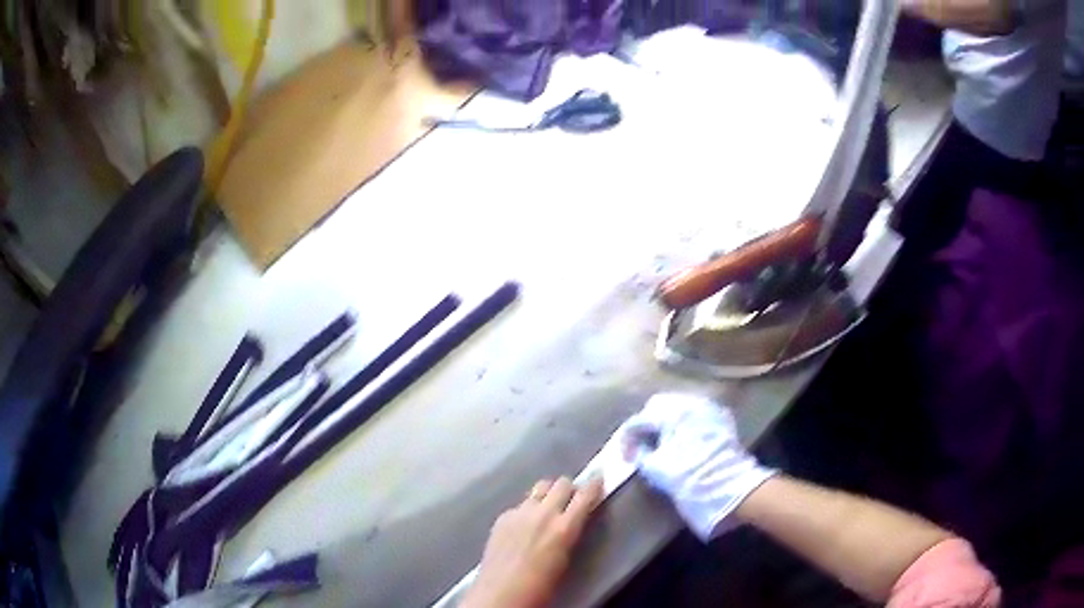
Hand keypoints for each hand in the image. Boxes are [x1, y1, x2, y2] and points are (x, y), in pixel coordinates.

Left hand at [462, 477, 603, 607]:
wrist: (500, 595)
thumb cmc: (540, 587)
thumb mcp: (565, 559)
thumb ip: (569, 534)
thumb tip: (572, 520)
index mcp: (564, 528)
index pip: (585, 495)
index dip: (594, 485)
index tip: (599, 479)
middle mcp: (542, 514)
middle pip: (561, 483)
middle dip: (569, 488)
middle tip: (572, 499)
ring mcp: (519, 513)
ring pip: (539, 487)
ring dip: (548, 493)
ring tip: (549, 506)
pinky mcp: (502, 517)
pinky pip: (521, 504)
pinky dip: (528, 508)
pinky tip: (525, 524)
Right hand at [620, 393, 776, 540]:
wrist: (731, 489)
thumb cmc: (689, 479)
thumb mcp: (656, 469)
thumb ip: (640, 454)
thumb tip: (635, 449)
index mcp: (671, 412)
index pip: (639, 419)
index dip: (627, 438)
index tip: (625, 456)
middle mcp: (691, 402)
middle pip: (659, 406)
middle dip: (648, 424)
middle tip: (643, 446)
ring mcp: (709, 409)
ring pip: (679, 407)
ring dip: (666, 422)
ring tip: (662, 443)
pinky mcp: (721, 420)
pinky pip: (696, 414)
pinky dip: (684, 424)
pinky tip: (682, 441)